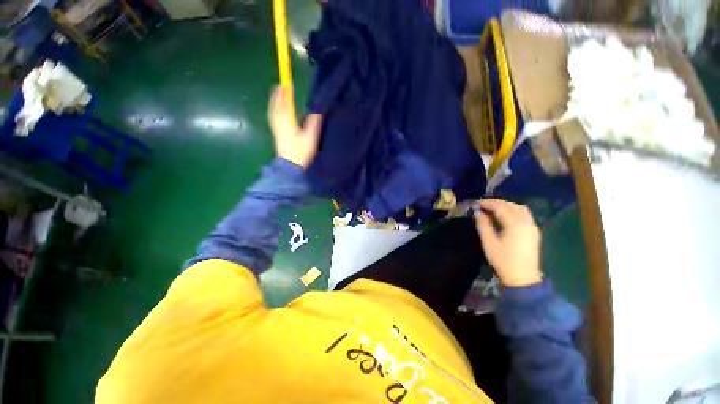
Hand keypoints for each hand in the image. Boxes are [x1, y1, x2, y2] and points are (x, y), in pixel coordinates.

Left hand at [268, 87, 322, 168]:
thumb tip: (317, 111)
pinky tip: (274, 109)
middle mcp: (279, 123)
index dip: (286, 94)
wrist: (290, 166)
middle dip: (278, 95)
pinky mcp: (276, 133)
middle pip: (277, 106)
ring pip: (273, 111)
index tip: (287, 84)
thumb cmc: (300, 152)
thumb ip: (313, 124)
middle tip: (279, 85)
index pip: (286, 105)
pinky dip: (273, 109)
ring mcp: (276, 128)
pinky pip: (272, 117)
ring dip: (274, 101)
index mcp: (288, 123)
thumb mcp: (310, 139)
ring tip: (275, 93)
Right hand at [474, 199, 542, 286]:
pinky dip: (513, 210)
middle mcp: (526, 223)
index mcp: (515, 225)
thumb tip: (478, 213)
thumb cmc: (503, 260)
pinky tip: (505, 216)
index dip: (488, 203)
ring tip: (493, 209)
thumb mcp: (489, 243)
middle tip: (483, 205)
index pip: (501, 207)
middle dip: (497, 203)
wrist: (522, 277)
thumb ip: (483, 225)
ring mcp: (532, 227)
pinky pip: (524, 214)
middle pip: (511, 205)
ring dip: (506, 205)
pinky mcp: (534, 232)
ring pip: (520, 208)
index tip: (477, 204)